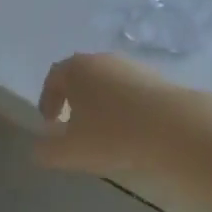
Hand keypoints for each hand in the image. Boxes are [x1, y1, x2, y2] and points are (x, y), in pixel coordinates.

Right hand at [36, 52, 179, 175]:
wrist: (175, 126)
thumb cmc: (113, 133)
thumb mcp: (73, 151)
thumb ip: (48, 151)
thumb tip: (36, 151)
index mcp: (74, 68)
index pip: (53, 78)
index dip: (48, 100)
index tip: (49, 123)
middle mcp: (100, 59)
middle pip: (80, 76)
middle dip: (74, 100)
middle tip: (74, 126)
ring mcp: (130, 66)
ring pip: (107, 83)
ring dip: (101, 104)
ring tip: (106, 132)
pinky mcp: (156, 77)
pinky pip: (131, 91)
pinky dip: (125, 107)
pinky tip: (133, 130)